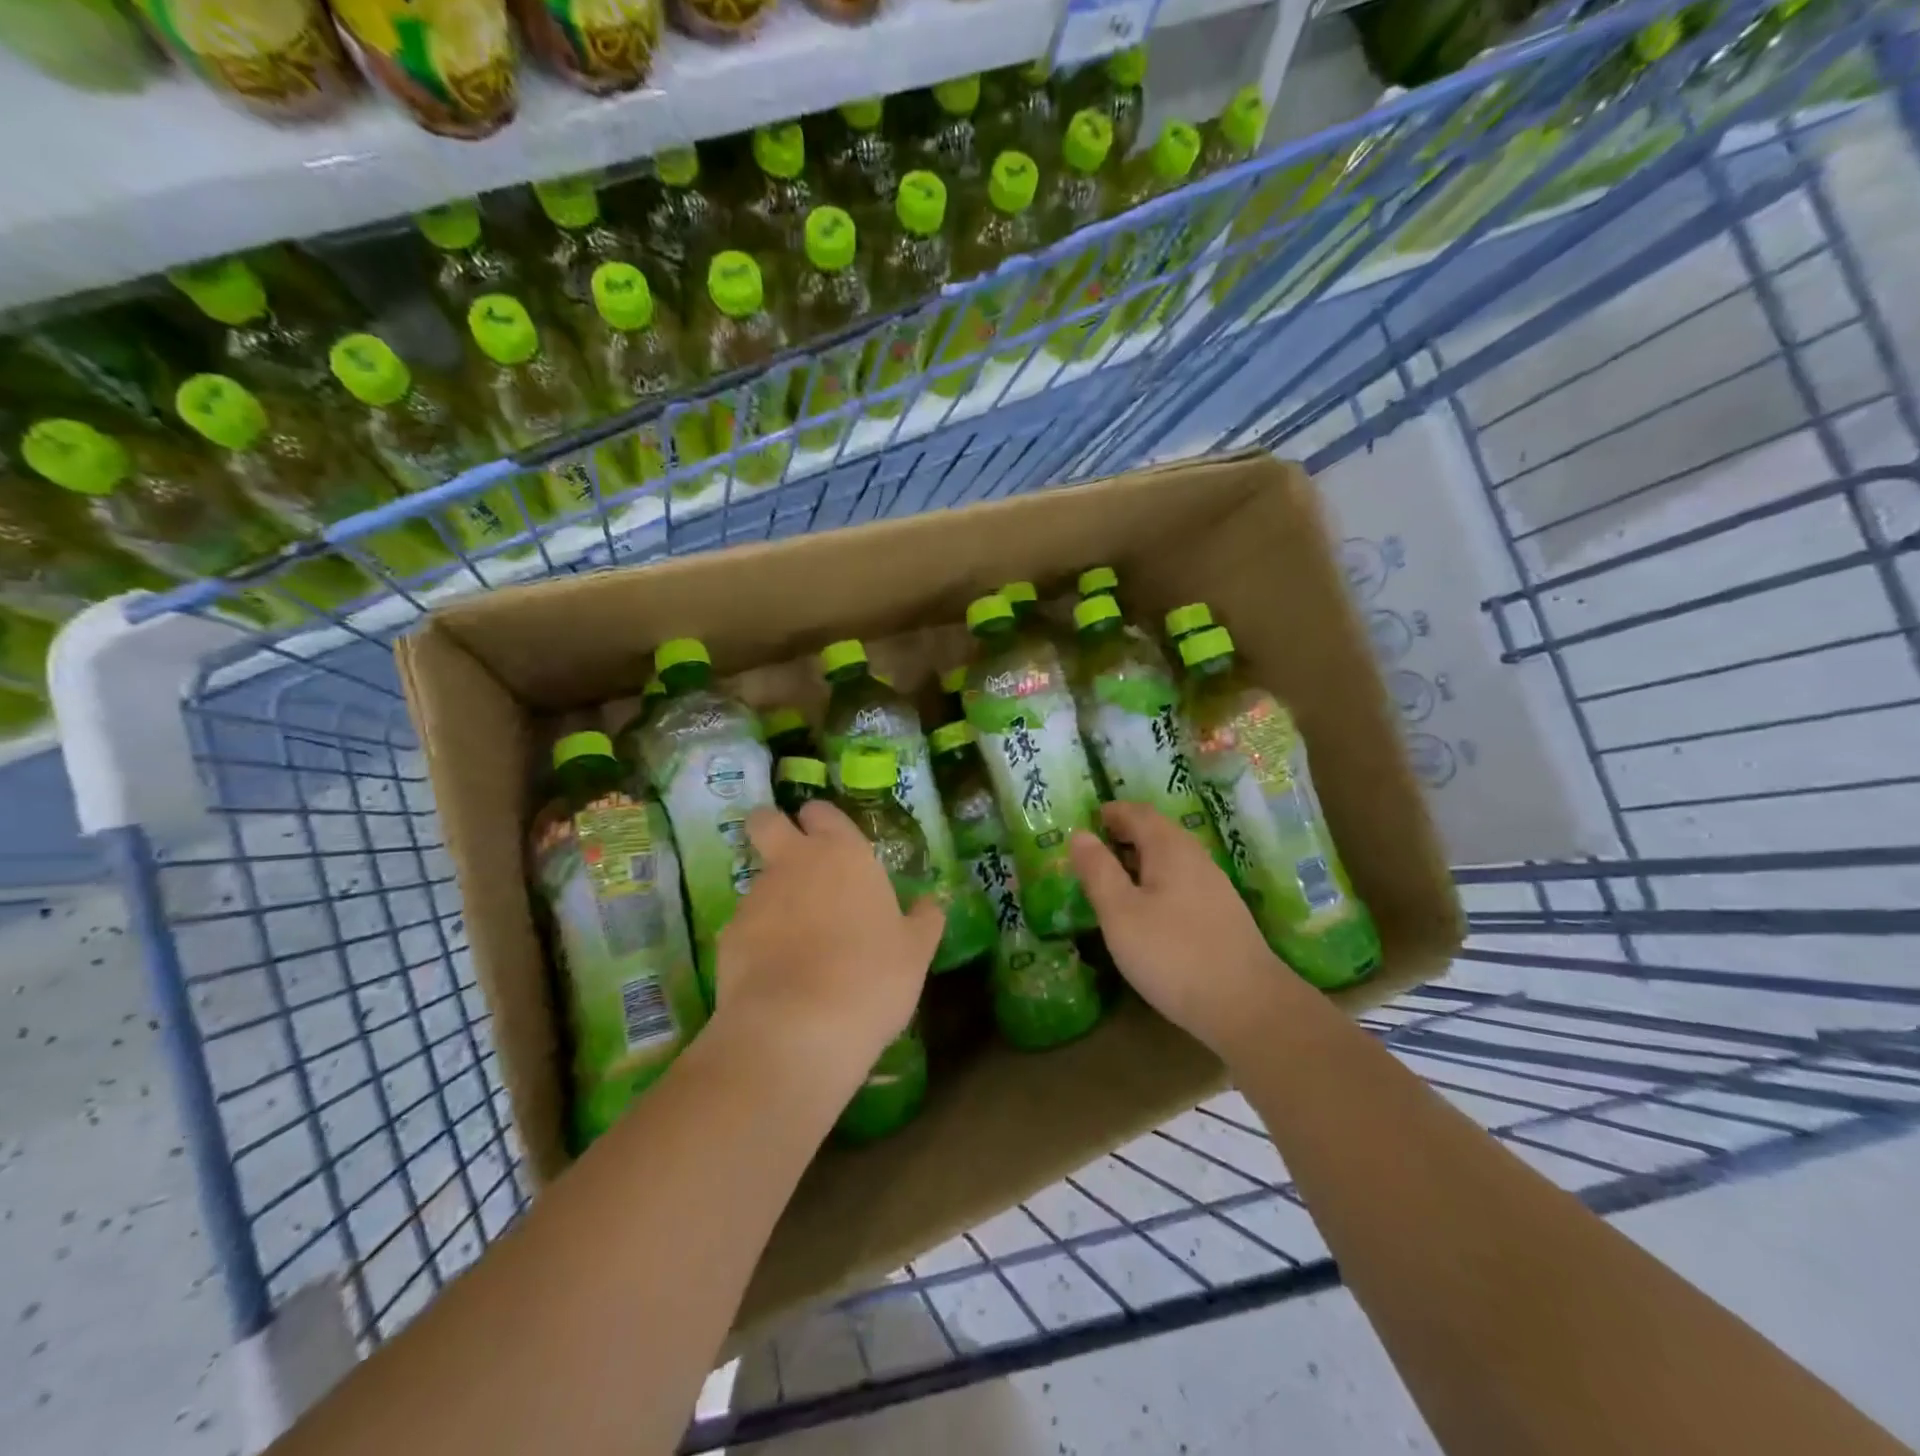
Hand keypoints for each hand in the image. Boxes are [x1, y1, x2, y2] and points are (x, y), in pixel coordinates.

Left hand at [713, 801, 942, 1085]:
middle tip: (793, 861)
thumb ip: (923, 920)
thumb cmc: (871, 976)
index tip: (830, 840)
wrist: (798, 1028)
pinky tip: (777, 976)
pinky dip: (758, 942)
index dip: (822, 821)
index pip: (821, 811)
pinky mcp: (729, 937)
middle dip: (772, 829)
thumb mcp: (915, 951)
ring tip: (797, 944)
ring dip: (773, 898)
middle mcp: (793, 863)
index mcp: (842, 854)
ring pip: (758, 880)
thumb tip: (931, 903)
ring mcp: (755, 898)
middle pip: (766, 821)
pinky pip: (746, 927)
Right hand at [1070, 801, 1306, 1058]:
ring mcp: (1214, 887)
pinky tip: (1147, 911)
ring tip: (1113, 881)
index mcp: (1170, 848)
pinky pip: (1182, 882)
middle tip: (1092, 851)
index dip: (1110, 812)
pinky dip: (1157, 883)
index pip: (1138, 812)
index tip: (1085, 820)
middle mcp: (1195, 858)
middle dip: (1124, 834)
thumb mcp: (1120, 913)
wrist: (1248, 1006)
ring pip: (1171, 859)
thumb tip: (1079, 834)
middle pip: (1157, 832)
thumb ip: (1098, 870)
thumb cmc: (1173, 954)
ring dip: (1140, 860)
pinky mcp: (1222, 915)